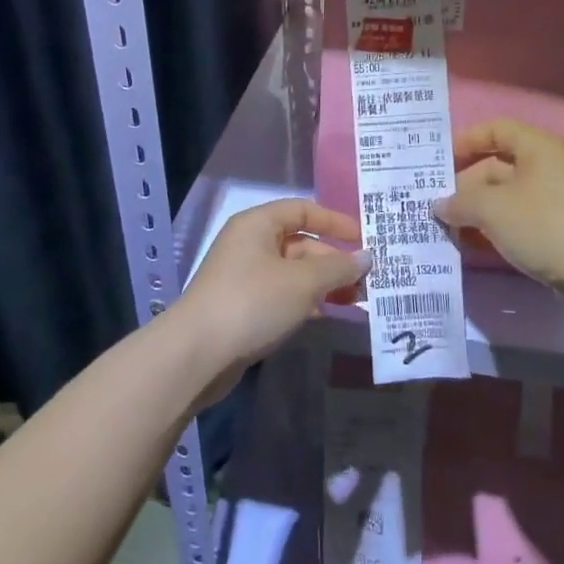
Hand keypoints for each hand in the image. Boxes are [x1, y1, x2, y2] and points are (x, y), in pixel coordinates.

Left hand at [174, 199, 370, 378]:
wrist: (197, 354)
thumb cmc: (253, 302)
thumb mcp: (303, 281)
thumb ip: (338, 267)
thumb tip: (366, 257)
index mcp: (258, 224)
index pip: (302, 210)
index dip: (334, 221)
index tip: (363, 239)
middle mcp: (249, 244)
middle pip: (300, 243)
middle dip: (333, 260)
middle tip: (366, 279)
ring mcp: (244, 277)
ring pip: (293, 272)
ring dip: (323, 283)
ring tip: (356, 300)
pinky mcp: (242, 307)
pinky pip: (282, 295)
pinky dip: (306, 301)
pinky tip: (327, 314)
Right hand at [432, 120, 563, 306]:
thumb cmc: (545, 226)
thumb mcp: (493, 209)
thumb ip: (460, 202)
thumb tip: (439, 205)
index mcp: (537, 148)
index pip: (495, 130)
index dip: (466, 141)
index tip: (438, 163)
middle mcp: (548, 167)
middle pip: (497, 165)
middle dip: (464, 184)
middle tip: (434, 204)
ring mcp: (555, 201)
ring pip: (506, 197)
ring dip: (476, 210)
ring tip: (445, 227)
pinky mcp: (558, 230)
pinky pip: (518, 220)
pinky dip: (495, 228)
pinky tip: (472, 245)